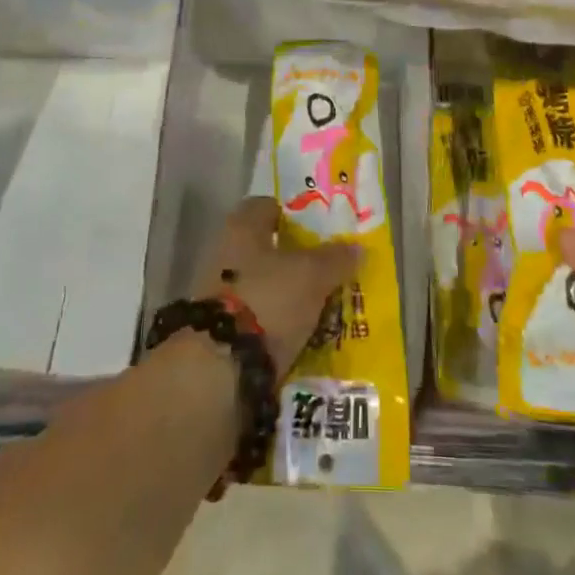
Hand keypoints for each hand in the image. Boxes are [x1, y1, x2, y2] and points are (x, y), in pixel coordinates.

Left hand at [199, 197, 359, 375]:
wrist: (218, 368)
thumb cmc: (267, 300)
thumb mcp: (312, 275)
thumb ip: (335, 258)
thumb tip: (357, 247)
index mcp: (242, 227)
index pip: (267, 206)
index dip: (294, 215)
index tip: (320, 231)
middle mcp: (224, 253)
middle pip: (266, 249)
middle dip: (295, 261)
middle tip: (328, 272)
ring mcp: (218, 293)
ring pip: (262, 285)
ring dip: (286, 295)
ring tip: (320, 309)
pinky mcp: (219, 330)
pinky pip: (255, 318)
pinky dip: (274, 325)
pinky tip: (299, 336)